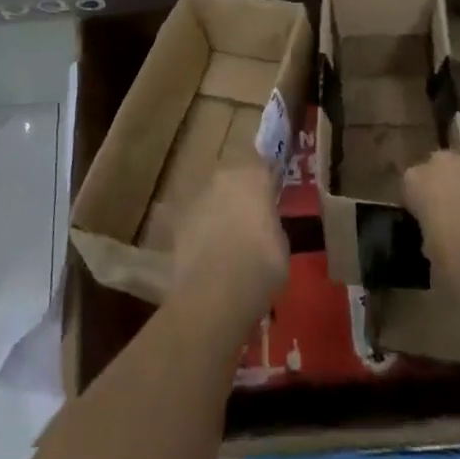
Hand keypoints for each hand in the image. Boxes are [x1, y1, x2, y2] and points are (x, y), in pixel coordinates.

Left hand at [169, 162, 288, 334]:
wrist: (214, 294)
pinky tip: (206, 252)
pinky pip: (195, 217)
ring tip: (226, 237)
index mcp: (254, 175)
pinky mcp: (178, 217)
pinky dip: (200, 228)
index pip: (263, 164)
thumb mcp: (281, 245)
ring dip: (219, 207)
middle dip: (240, 191)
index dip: (266, 179)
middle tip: (249, 216)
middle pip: (234, 175)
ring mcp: (198, 194)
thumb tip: (264, 224)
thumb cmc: (260, 267)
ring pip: (213, 194)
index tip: (271, 194)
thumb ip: (271, 223)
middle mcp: (224, 175)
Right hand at [403, 147, 459, 299]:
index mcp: (417, 182)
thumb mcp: (434, 268)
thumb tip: (440, 245)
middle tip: (456, 222)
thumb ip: (431, 244)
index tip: (428, 231)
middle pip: (438, 168)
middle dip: (445, 189)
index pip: (410, 188)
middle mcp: (443, 161)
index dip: (419, 209)